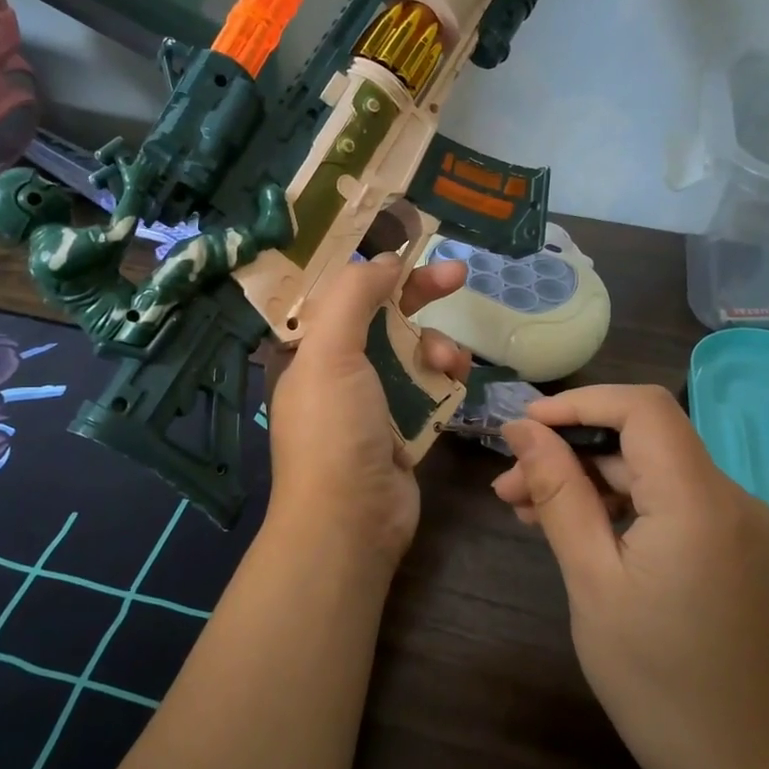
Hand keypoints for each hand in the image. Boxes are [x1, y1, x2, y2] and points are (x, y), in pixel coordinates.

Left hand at [264, 255, 470, 571]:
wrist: (352, 520)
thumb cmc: (334, 430)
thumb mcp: (330, 352)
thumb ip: (354, 295)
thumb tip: (384, 259)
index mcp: (310, 351)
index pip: (341, 295)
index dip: (373, 268)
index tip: (410, 247)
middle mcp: (338, 371)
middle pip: (382, 317)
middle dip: (419, 294)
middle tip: (458, 274)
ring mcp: (372, 401)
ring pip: (413, 351)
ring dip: (437, 345)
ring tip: (449, 361)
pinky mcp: (403, 428)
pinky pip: (429, 387)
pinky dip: (445, 378)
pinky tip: (458, 378)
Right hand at [493, 384, 768, 768]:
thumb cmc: (655, 680)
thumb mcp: (591, 580)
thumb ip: (559, 493)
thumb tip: (522, 429)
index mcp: (699, 501)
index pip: (641, 409)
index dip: (578, 403)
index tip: (522, 427)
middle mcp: (731, 497)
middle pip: (642, 440)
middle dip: (570, 451)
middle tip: (508, 486)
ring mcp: (740, 522)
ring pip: (652, 470)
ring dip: (589, 480)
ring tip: (527, 511)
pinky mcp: (736, 546)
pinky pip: (671, 502)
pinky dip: (621, 505)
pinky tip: (576, 531)